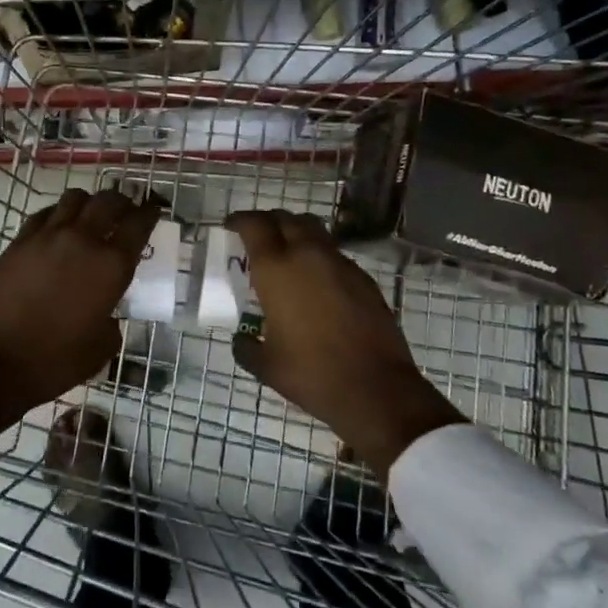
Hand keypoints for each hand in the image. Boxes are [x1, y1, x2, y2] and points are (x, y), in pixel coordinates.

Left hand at [0, 188, 161, 435]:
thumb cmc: (53, 361)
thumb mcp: (101, 348)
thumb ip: (112, 319)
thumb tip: (106, 310)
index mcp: (110, 266)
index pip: (138, 224)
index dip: (150, 213)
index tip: (154, 211)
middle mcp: (82, 240)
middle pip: (108, 201)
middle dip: (123, 202)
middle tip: (125, 213)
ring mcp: (47, 236)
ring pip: (75, 198)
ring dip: (89, 202)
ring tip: (91, 216)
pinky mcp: (19, 241)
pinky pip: (45, 213)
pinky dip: (59, 214)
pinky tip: (58, 227)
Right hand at [227, 210, 463, 475]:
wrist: (376, 389)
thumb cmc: (312, 374)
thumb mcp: (266, 365)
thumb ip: (246, 347)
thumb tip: (241, 339)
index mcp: (276, 269)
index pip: (254, 225)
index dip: (240, 220)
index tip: (230, 226)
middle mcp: (308, 255)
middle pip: (285, 218)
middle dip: (268, 222)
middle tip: (258, 237)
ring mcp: (340, 263)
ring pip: (313, 230)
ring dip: (296, 233)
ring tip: (287, 254)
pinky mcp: (364, 278)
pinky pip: (334, 254)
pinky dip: (319, 256)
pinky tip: (317, 282)